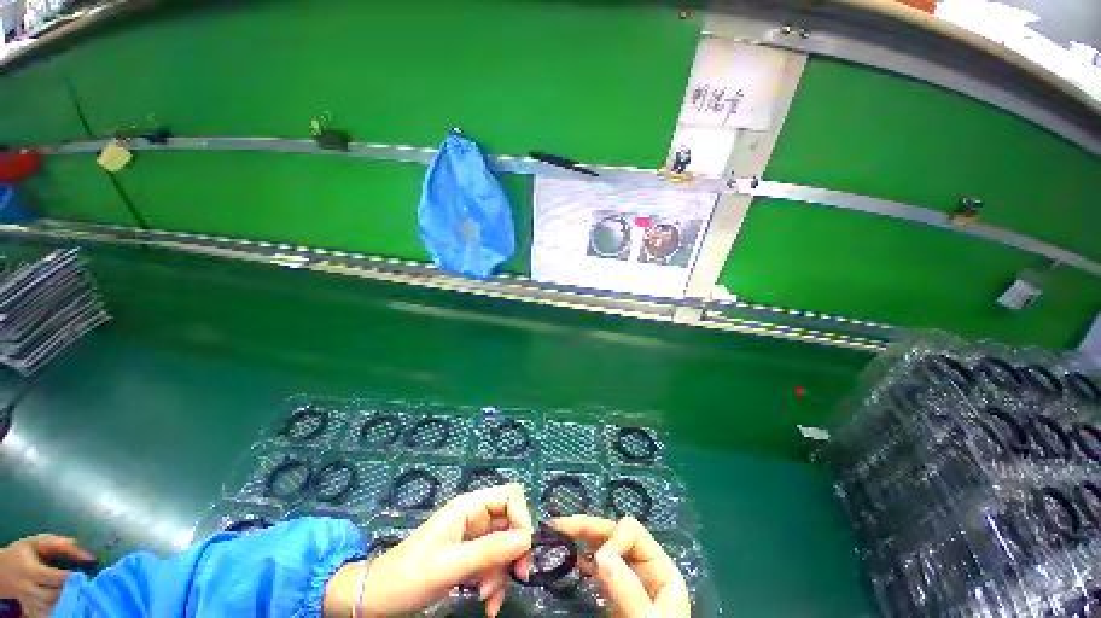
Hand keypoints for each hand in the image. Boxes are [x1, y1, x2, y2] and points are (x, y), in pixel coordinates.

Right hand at [0, 535, 93, 616]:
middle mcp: (28, 589)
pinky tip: (68, 601)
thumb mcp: (37, 543)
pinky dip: (59, 608)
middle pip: (54, 596)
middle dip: (69, 591)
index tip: (83, 575)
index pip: (53, 578)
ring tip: (77, 592)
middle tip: (83, 585)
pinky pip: (47, 612)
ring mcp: (28, 601)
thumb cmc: (21, 553)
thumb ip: (61, 545)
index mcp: (30, 571)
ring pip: (52, 607)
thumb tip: (88, 556)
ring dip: (65, 600)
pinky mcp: (30, 609)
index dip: (70, 578)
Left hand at [325, 483, 533, 617]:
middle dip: (515, 551)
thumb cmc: (409, 577)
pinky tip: (487, 605)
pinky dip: (494, 583)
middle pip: (510, 523)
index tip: (522, 549)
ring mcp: (472, 538)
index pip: (510, 496)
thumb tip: (528, 539)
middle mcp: (474, 518)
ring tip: (488, 600)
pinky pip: (493, 564)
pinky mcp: (468, 557)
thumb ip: (490, 551)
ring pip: (504, 547)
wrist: (377, 600)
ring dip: (503, 574)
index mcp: (469, 507)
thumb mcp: (450, 566)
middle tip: (518, 577)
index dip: (521, 517)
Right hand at [553, 515, 689, 617]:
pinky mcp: (613, 591)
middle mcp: (641, 566)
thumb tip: (602, 555)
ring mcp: (626, 577)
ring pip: (602, 544)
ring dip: (579, 536)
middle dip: (586, 527)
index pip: (632, 532)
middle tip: (558, 525)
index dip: (612, 541)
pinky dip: (580, 557)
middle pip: (613, 532)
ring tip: (556, 532)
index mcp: (658, 567)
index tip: (598, 564)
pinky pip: (596, 565)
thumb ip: (629, 591)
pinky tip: (566, 555)